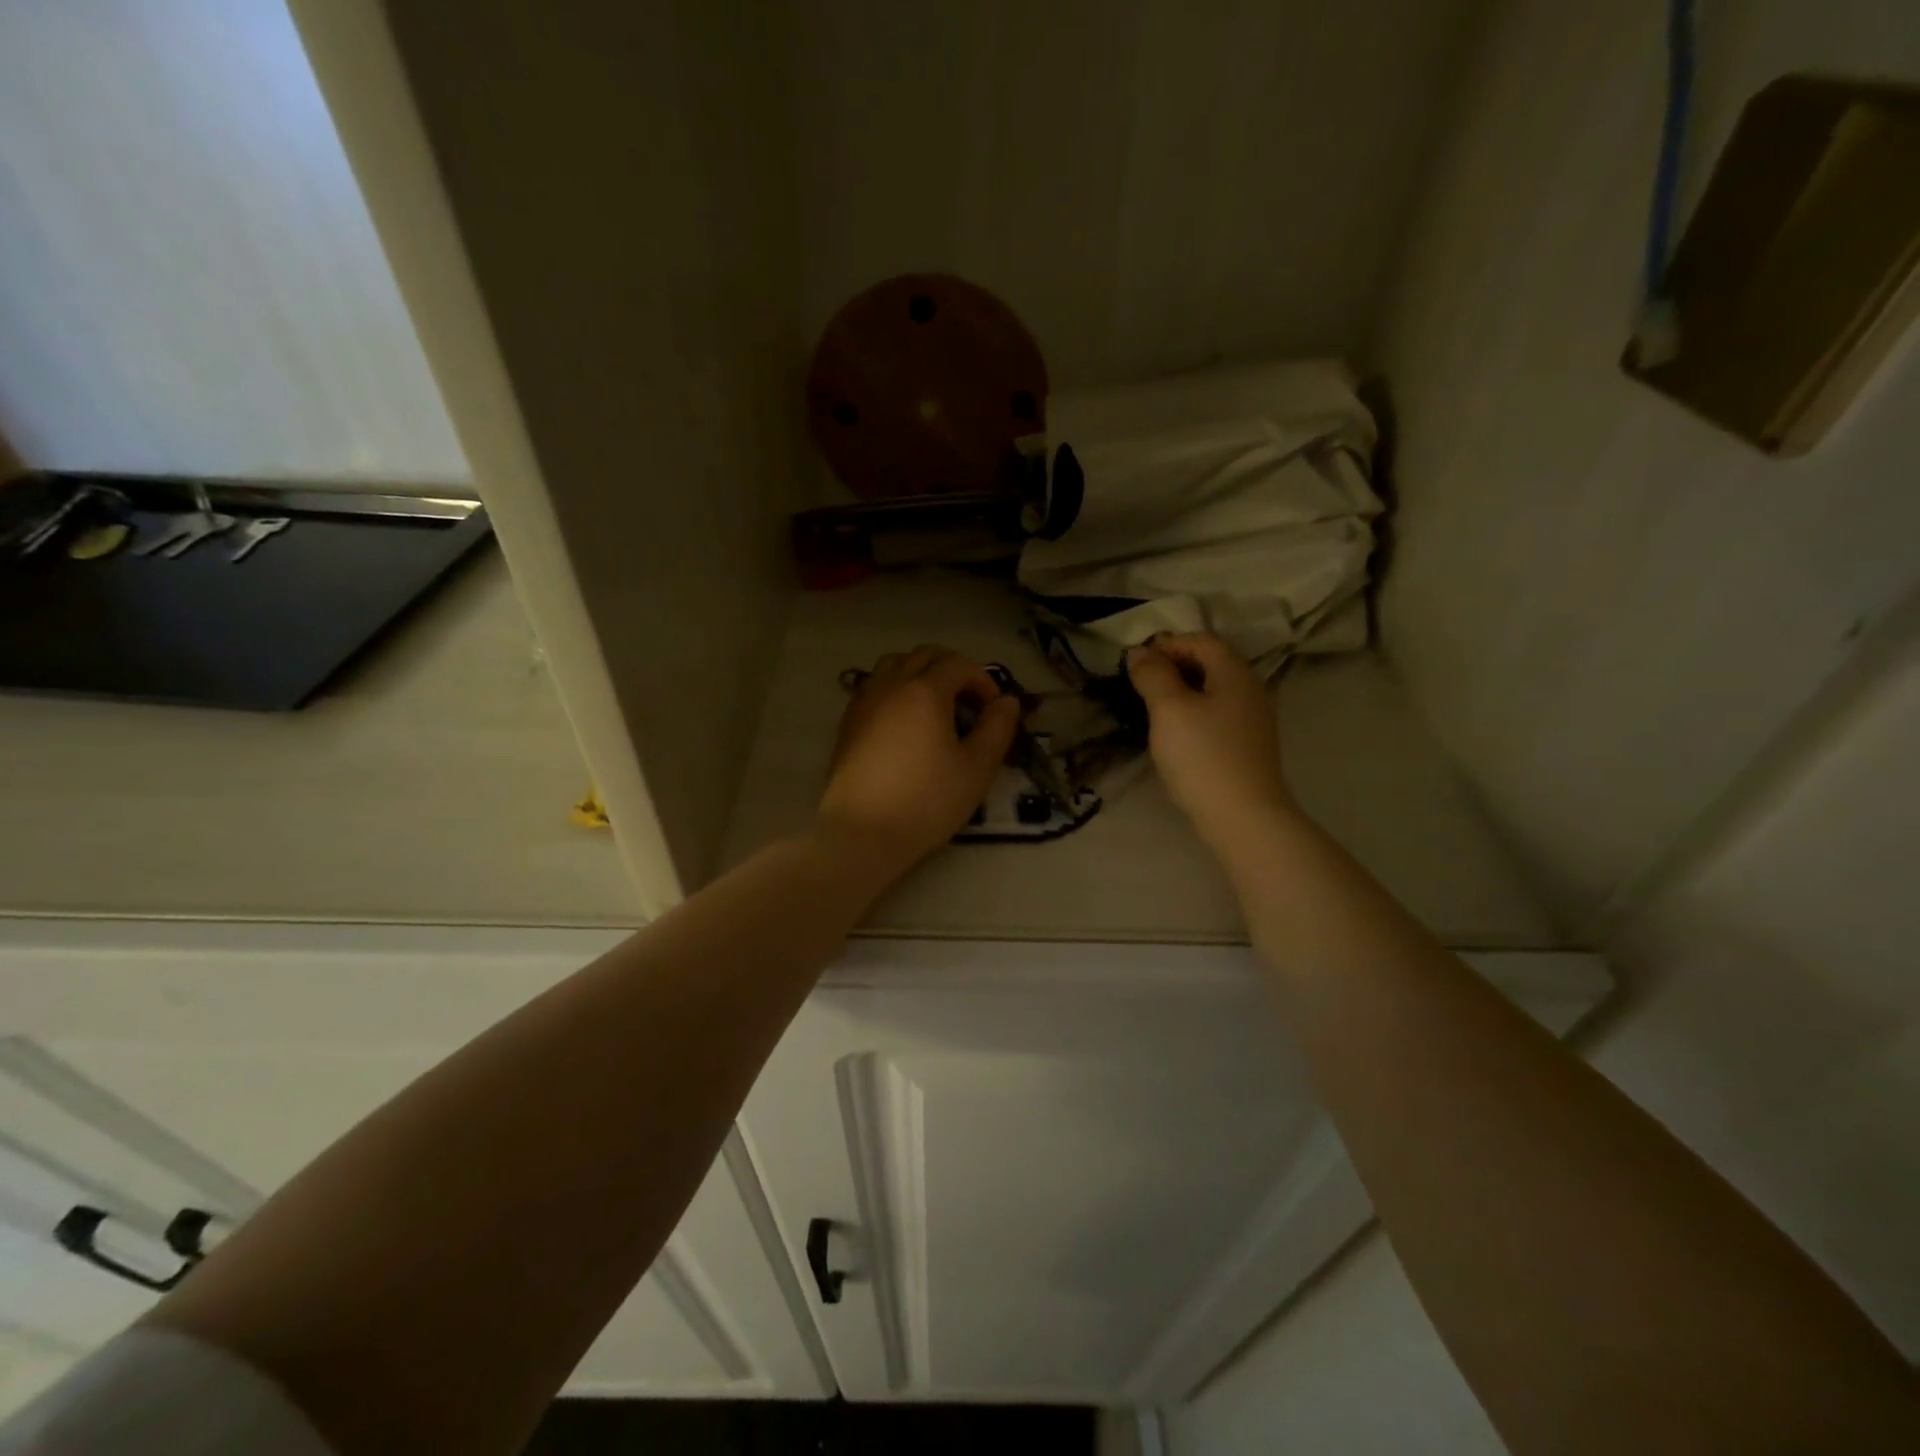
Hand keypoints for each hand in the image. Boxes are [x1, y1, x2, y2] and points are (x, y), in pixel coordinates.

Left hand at [817, 645, 1020, 880]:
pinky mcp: (847, 724)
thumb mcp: (977, 768)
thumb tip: (1007, 701)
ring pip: (893, 665)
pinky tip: (903, 724)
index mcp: (925, 690)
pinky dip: (894, 690)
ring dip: (918, 673)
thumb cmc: (927, 801)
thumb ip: (997, 729)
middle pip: (924, 656)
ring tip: (934, 707)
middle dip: (951, 669)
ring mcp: (864, 702)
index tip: (993, 710)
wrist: (862, 833)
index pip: (959, 664)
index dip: (982, 681)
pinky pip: (873, 688)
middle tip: (968, 703)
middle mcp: (891, 685)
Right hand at [1126, 633, 1295, 848]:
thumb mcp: (1169, 709)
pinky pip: (1219, 714)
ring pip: (1214, 691)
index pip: (1201, 641)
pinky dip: (1195, 713)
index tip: (1137, 663)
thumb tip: (1140, 652)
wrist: (1243, 817)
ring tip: (1153, 709)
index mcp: (1235, 673)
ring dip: (1183, 691)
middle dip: (1174, 666)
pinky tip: (1177, 734)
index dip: (1168, 644)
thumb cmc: (1203, 756)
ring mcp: (1254, 719)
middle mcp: (1251, 689)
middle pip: (1211, 663)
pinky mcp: (1249, 745)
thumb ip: (1153, 675)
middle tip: (1141, 684)